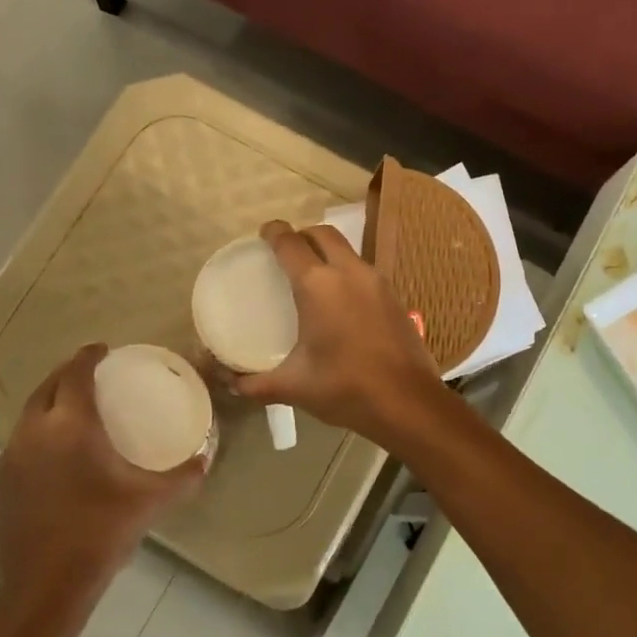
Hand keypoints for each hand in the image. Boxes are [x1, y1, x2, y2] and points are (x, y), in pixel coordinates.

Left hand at [0, 345, 203, 616]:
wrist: (45, 586)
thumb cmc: (100, 533)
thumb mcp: (151, 502)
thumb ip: (184, 477)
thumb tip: (205, 459)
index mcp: (70, 426)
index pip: (75, 374)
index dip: (88, 356)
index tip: (103, 349)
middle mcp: (35, 432)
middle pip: (47, 386)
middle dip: (67, 373)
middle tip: (91, 373)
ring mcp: (12, 457)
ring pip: (30, 413)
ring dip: (51, 400)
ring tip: (74, 406)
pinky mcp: (1, 481)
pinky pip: (22, 439)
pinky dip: (40, 429)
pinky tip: (57, 450)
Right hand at [233, 221, 441, 444]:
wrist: (408, 403)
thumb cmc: (345, 388)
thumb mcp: (294, 387)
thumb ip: (255, 384)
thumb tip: (228, 382)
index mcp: (318, 285)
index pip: (290, 243)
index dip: (274, 233)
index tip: (263, 234)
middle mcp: (349, 272)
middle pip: (323, 235)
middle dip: (302, 235)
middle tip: (287, 252)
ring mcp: (377, 282)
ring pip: (348, 251)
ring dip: (328, 253)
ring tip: (313, 276)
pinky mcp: (396, 298)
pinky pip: (365, 272)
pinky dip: (348, 274)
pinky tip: (342, 302)